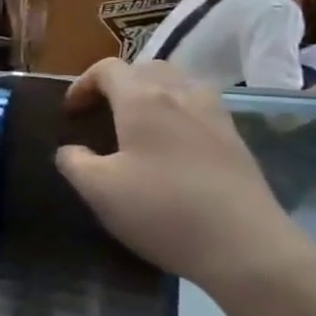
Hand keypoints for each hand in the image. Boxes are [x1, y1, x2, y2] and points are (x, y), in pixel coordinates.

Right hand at [55, 59, 313, 291]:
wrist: (245, 246)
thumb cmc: (162, 210)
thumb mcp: (99, 190)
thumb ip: (74, 162)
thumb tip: (70, 150)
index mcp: (142, 99)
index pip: (107, 69)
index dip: (83, 84)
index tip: (70, 113)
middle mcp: (180, 94)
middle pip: (146, 68)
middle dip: (120, 83)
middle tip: (103, 112)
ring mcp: (214, 115)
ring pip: (179, 83)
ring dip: (153, 94)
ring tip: (139, 124)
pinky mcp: (236, 140)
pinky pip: (200, 108)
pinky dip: (179, 113)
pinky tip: (173, 146)